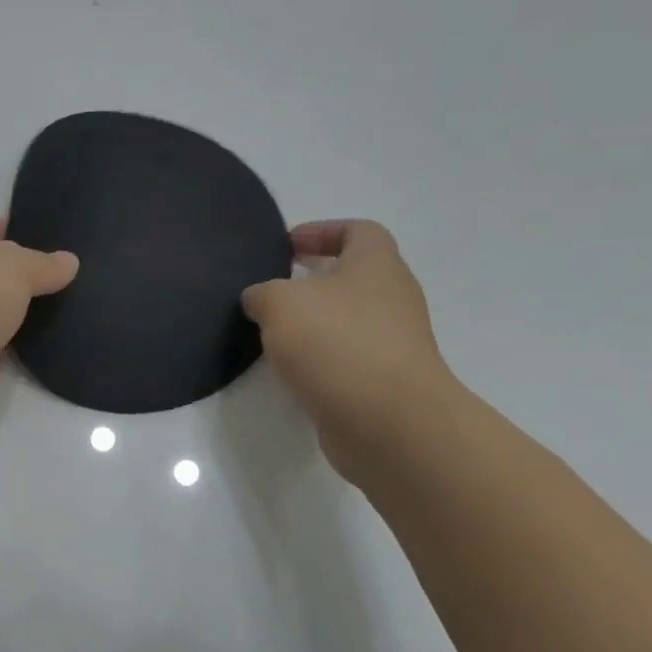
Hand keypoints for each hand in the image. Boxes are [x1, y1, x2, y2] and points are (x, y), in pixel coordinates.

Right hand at [242, 220, 456, 482]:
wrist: (387, 420)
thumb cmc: (336, 344)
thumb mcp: (280, 304)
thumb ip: (263, 294)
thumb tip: (259, 299)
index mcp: (377, 265)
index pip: (358, 231)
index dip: (322, 231)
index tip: (287, 246)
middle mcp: (393, 298)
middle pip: (354, 277)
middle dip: (313, 281)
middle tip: (272, 292)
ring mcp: (393, 342)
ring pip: (348, 320)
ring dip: (314, 323)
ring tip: (273, 334)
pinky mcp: (383, 380)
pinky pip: (347, 357)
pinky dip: (319, 358)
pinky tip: (291, 370)